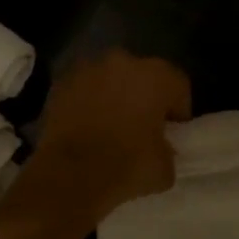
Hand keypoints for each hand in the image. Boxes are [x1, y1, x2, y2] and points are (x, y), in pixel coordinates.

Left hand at [11, 50, 191, 225]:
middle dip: (144, 96)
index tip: (172, 131)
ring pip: (109, 78)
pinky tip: (86, 127)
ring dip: (114, 95)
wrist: (70, 176)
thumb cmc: (126, 167)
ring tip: (110, 125)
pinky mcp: (60, 84)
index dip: (178, 109)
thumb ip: (167, 148)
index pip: (178, 85)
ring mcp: (87, 70)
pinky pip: (83, 89)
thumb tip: (159, 146)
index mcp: (156, 77)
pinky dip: (87, 102)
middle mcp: (122, 62)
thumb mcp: (165, 167)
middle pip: (142, 75)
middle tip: (142, 125)